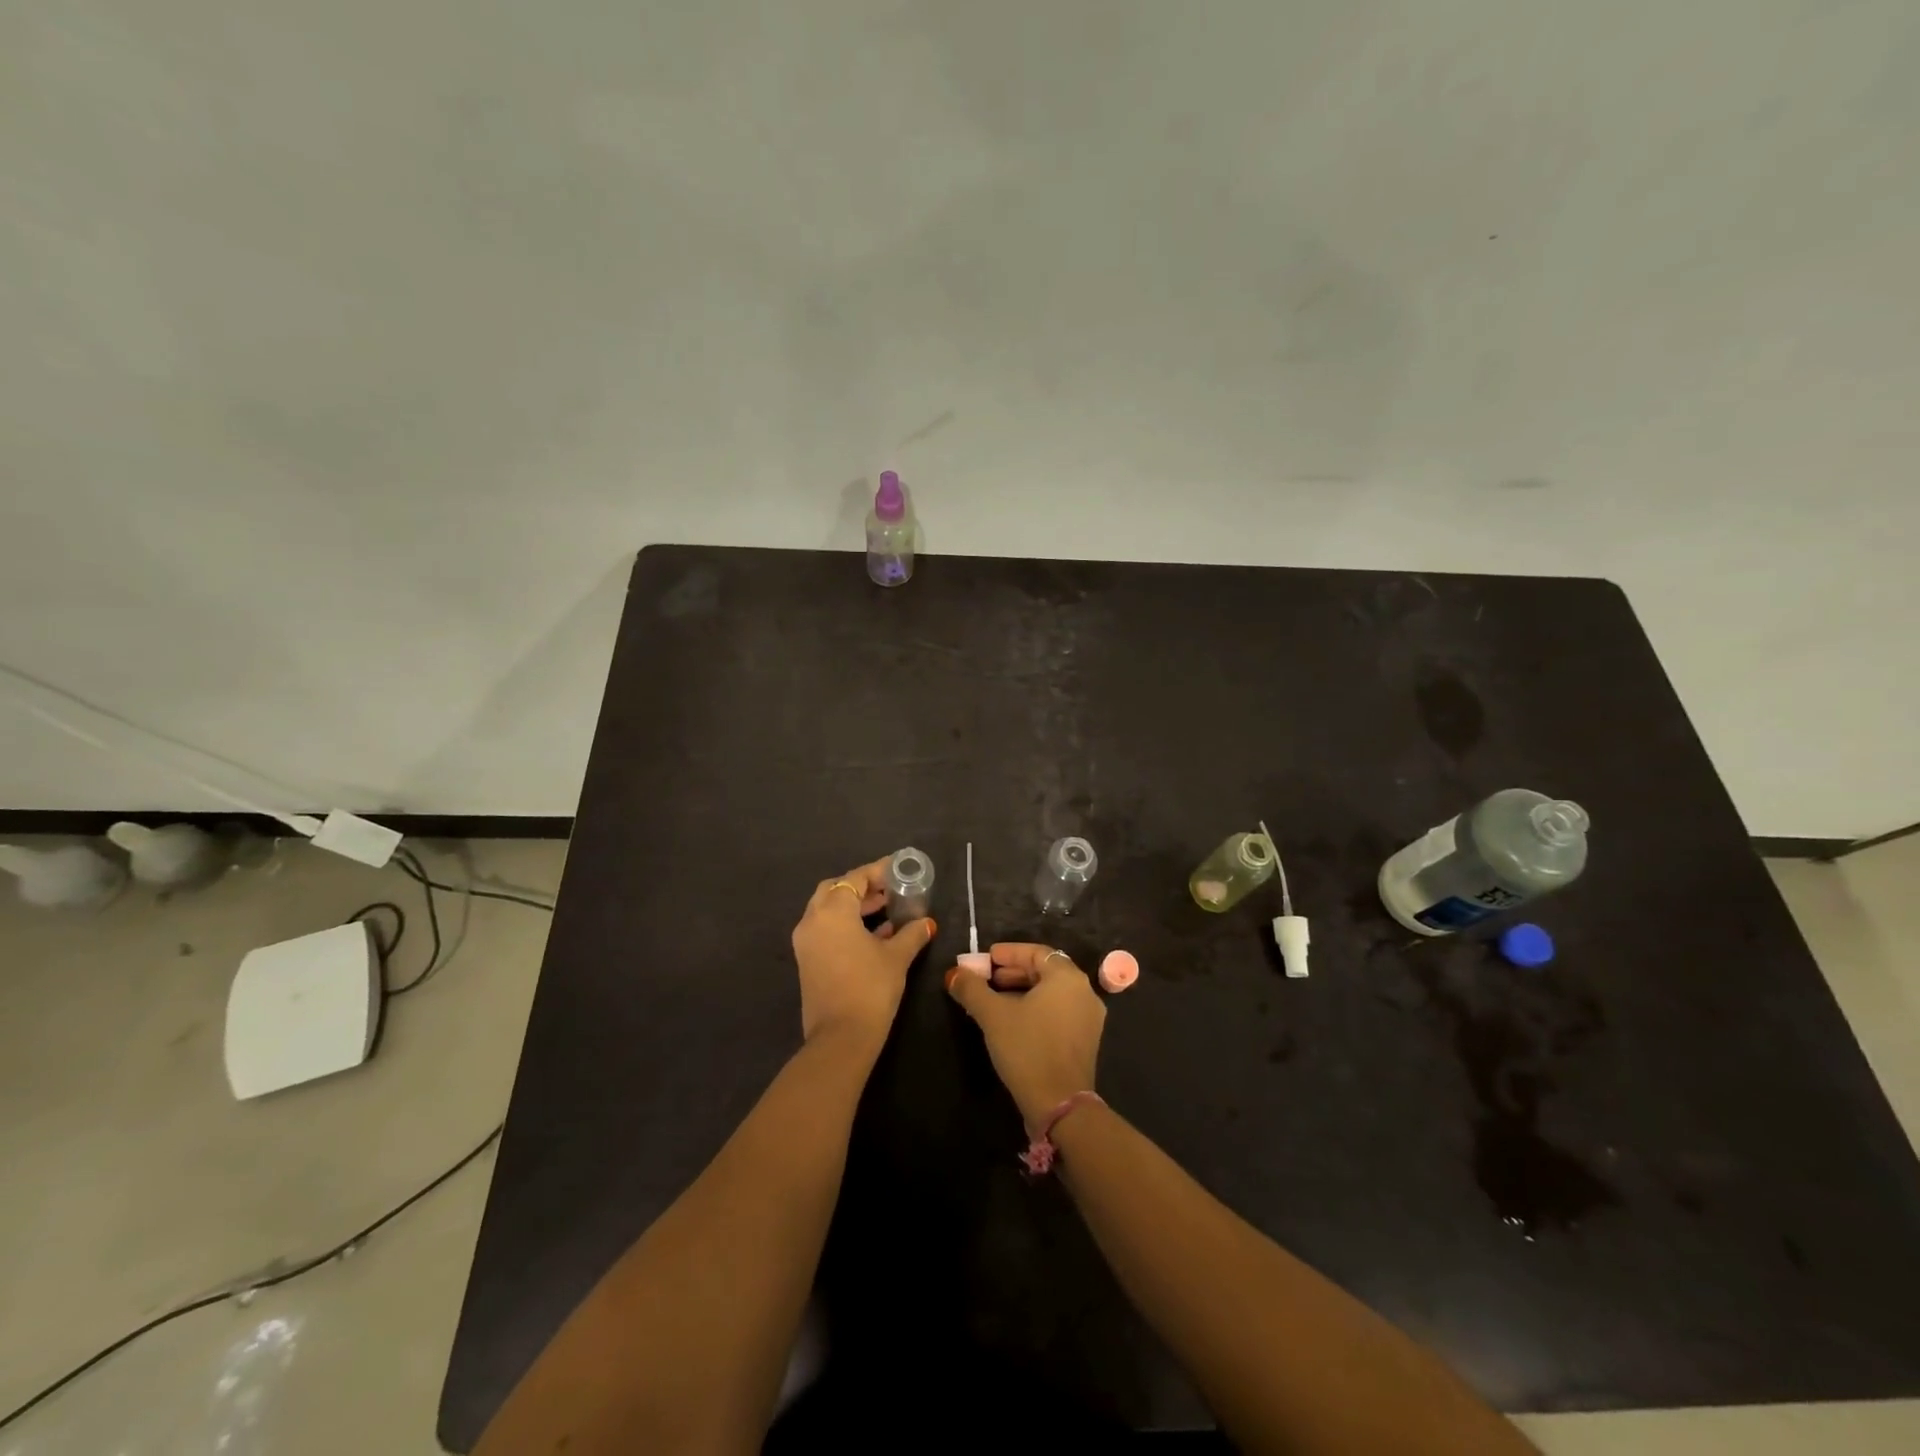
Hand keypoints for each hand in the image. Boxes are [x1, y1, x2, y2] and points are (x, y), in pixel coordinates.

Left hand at [791, 856, 935, 1048]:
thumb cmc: (870, 988)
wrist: (841, 1038)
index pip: (855, 879)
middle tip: (888, 890)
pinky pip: (825, 929)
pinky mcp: (806, 961)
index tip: (899, 870)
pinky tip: (873, 935)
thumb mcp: (896, 957)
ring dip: (853, 906)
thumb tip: (926, 923)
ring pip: (827, 910)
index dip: (878, 872)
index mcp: (832, 911)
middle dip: (861, 887)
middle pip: (835, 889)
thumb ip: (911, 934)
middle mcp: (812, 920)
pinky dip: (844, 924)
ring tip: (885, 910)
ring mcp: (806, 942)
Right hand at [945, 942, 1106, 1126]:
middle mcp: (1084, 991)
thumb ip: (971, 988)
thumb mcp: (993, 1015)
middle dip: (1013, 972)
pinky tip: (1013, 1020)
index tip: (985, 959)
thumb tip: (954, 972)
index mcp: (1067, 977)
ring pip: (1051, 993)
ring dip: (1022, 991)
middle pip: (1045, 971)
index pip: (1036, 952)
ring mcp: (1088, 1017)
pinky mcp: (1085, 1040)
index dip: (1008, 953)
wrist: (1059, 1105)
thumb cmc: (1027, 1049)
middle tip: (986, 979)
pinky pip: (1058, 1011)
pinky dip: (1036, 1008)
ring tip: (994, 999)